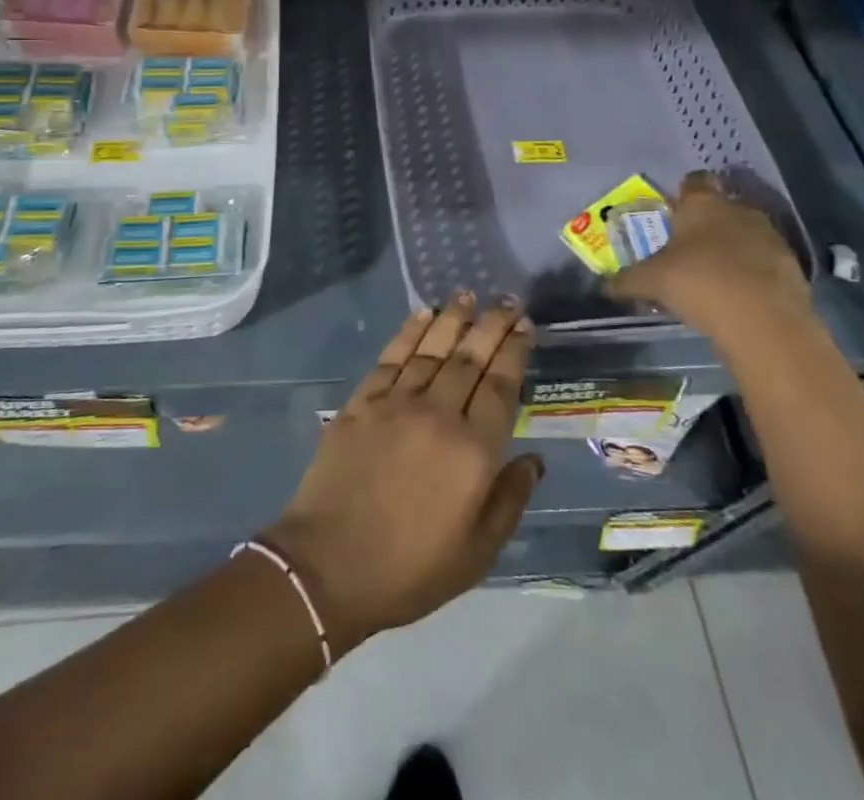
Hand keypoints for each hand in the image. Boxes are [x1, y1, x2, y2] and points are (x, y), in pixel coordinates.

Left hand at [262, 293, 540, 655]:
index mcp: (472, 451)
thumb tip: (534, 459)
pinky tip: (422, 315)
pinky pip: (391, 357)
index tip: (525, 327)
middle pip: (470, 358)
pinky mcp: (362, 402)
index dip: (514, 352)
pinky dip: (409, 332)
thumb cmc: (411, 569)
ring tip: (467, 295)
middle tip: (507, 301)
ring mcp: (396, 403)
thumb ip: (509, 500)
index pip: (500, 386)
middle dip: (491, 325)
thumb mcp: (477, 552)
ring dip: (452, 319)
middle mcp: (438, 414)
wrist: (329, 566)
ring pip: (432, 349)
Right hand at [608, 170, 813, 346]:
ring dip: (731, 249)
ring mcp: (770, 236)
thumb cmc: (699, 283)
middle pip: (720, 208)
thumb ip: (626, 280)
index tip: (672, 214)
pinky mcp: (791, 266)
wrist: (765, 322)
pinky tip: (737, 296)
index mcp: (703, 203)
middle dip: (705, 225)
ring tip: (712, 276)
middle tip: (686, 250)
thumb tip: (603, 285)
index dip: (682, 194)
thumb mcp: (651, 282)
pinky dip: (752, 273)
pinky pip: (764, 261)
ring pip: (744, 234)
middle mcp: (738, 210)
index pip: (693, 181)